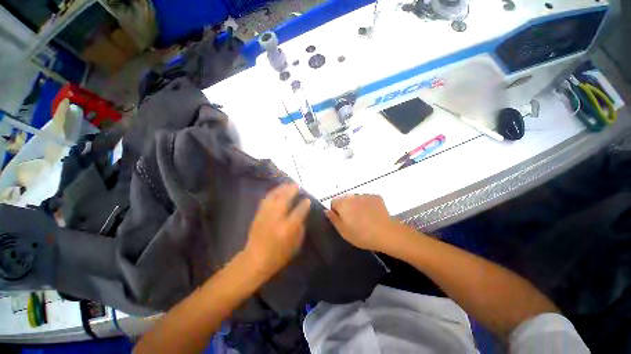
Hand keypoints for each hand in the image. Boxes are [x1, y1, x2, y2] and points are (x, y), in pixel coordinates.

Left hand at [243, 183, 310, 279]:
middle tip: (297, 185)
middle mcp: (276, 218)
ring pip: (274, 197)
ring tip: (288, 184)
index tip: (308, 199)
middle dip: (292, 190)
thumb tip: (302, 215)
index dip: (304, 204)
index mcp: (288, 228)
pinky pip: (266, 200)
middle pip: (285, 199)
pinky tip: (277, 191)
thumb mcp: (295, 245)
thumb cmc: (278, 255)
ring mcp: (266, 215)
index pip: (299, 211)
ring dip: (282, 189)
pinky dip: (272, 193)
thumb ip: (300, 228)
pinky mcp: (258, 214)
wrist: (255, 259)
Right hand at [326, 194, 394, 252]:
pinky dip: (367, 204)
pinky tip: (372, 214)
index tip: (342, 220)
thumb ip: (333, 219)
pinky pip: (367, 198)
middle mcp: (352, 196)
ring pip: (356, 198)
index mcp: (342, 203)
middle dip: (346, 206)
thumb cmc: (361, 234)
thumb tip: (327, 210)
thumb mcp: (343, 231)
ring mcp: (365, 195)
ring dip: (357, 205)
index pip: (333, 201)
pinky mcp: (376, 196)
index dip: (336, 210)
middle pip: (345, 199)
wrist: (386, 233)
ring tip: (364, 217)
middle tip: (353, 220)